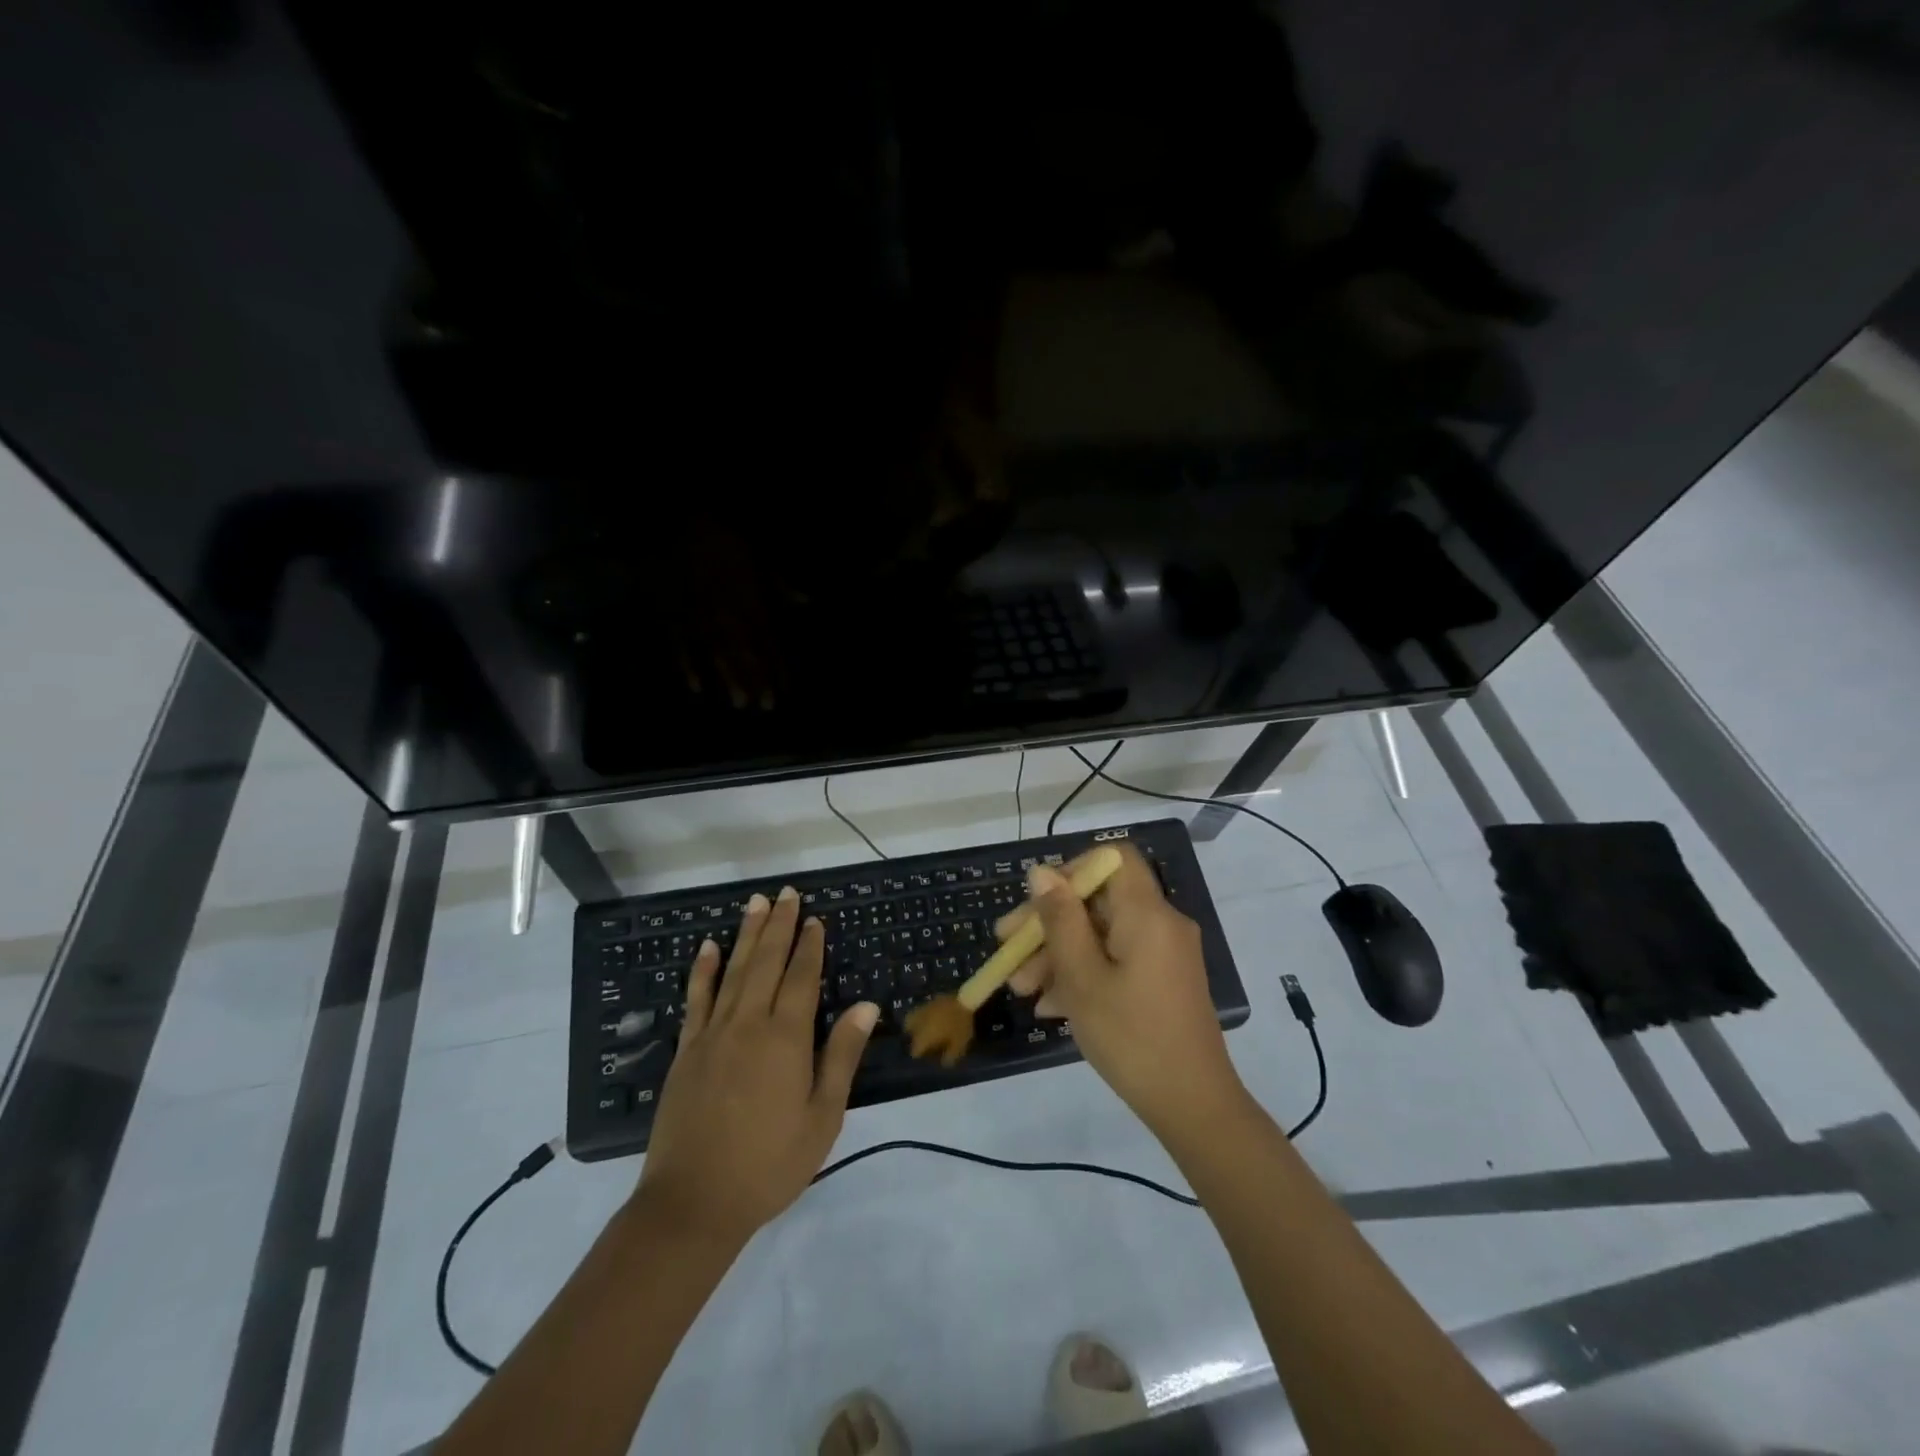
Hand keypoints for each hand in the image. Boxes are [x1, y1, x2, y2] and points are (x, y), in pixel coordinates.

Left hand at [636, 887, 877, 1242]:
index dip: (809, 946)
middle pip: (766, 962)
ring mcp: (712, 1034)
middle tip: (786, 893)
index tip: (814, 918)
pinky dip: (703, 970)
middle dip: (778, 926)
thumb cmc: (769, 1163)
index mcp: (785, 1038)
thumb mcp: (822, 1117)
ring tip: (755, 903)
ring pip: (733, 971)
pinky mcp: (687, 1051)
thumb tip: (865, 1005)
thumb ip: (841, 1055)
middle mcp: (748, 1023)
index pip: (801, 978)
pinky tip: (707, 947)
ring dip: (746, 935)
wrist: (693, 1203)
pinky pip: (696, 999)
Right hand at [998, 848, 1245, 1134]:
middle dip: (1050, 923)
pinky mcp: (1162, 981)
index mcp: (1147, 913)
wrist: (1193, 1105)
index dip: (1071, 870)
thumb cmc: (1131, 1036)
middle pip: (1099, 901)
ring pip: (1102, 935)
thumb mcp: (1082, 977)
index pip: (1112, 858)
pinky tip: (1050, 1006)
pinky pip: (1117, 960)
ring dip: (1059, 955)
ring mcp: (1164, 954)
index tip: (1038, 902)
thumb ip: (1060, 919)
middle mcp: (1160, 923)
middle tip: (1007, 948)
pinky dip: (1084, 973)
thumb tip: (1042, 872)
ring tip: (1021, 988)